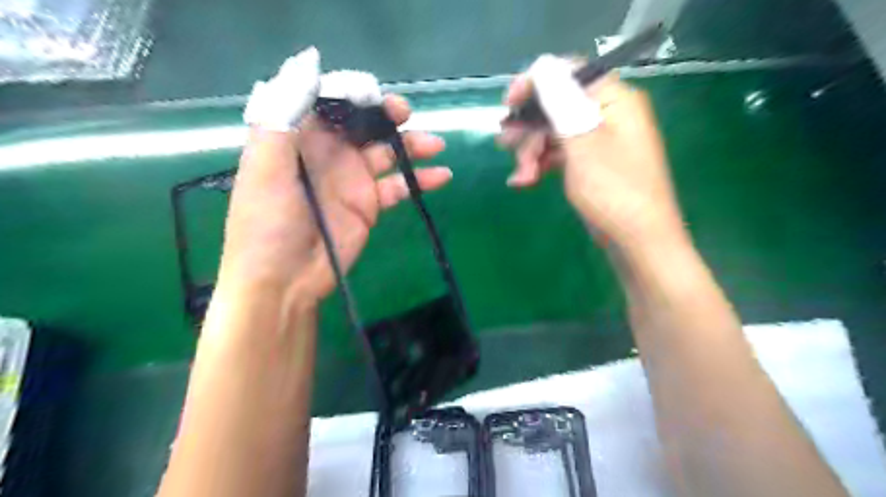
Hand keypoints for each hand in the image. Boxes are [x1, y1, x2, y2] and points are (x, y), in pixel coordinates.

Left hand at [216, 98, 450, 311]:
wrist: (283, 281)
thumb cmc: (266, 224)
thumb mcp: (264, 168)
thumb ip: (283, 119)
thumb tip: (308, 66)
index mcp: (299, 138)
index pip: (329, 103)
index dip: (352, 94)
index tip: (374, 97)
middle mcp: (328, 154)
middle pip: (363, 124)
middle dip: (386, 114)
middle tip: (406, 113)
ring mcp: (352, 180)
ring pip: (387, 152)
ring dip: (411, 145)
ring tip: (435, 145)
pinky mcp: (370, 205)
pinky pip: (399, 185)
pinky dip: (420, 179)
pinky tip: (441, 175)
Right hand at [498, 54, 683, 248]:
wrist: (638, 242)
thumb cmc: (614, 191)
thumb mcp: (582, 144)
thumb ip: (560, 103)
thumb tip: (541, 65)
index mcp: (614, 101)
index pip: (570, 74)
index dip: (536, 83)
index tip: (509, 102)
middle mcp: (607, 115)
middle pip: (557, 106)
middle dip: (529, 128)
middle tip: (505, 145)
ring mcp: (598, 141)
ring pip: (553, 133)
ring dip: (531, 152)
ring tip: (520, 177)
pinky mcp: (590, 165)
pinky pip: (559, 155)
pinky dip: (541, 165)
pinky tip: (525, 182)